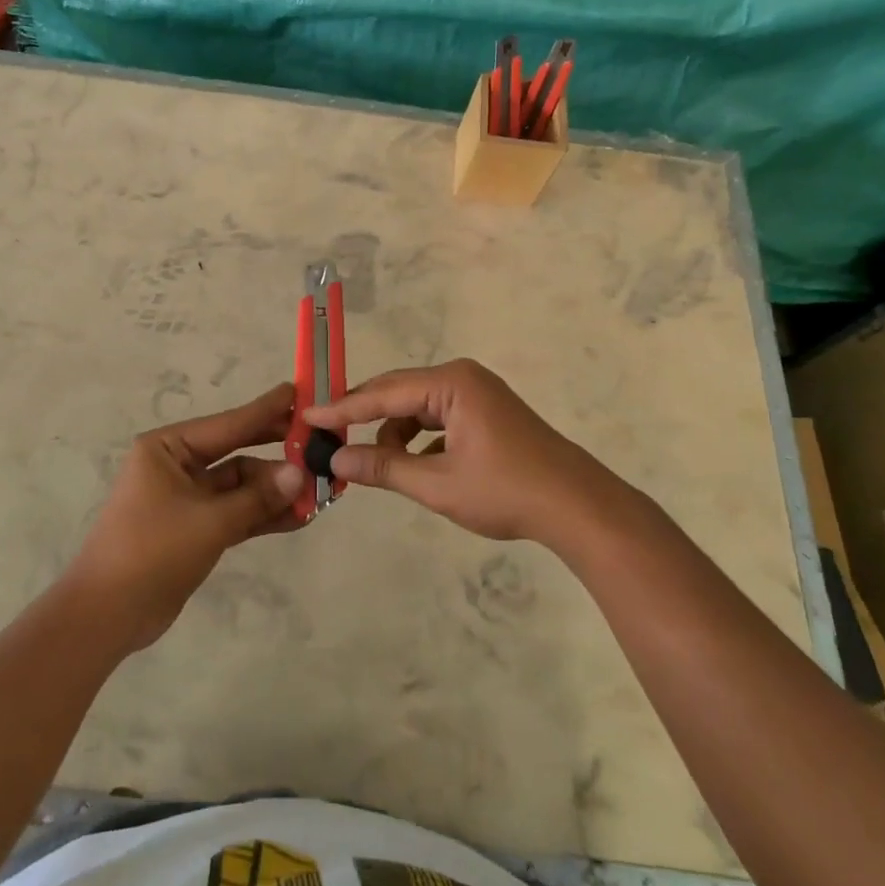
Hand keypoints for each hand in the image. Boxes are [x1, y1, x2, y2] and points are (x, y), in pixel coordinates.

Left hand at [63, 383, 305, 652]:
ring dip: (275, 491)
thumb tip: (301, 474)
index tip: (300, 392)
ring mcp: (186, 498)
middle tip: (318, 442)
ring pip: (240, 486)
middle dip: (276, 451)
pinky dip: (262, 515)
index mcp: (167, 448)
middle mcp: (176, 465)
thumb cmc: (152, 551)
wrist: (107, 615)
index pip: (228, 423)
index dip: (266, 410)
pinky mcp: (194, 528)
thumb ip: (257, 498)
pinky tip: (299, 517)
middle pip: (237, 450)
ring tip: (319, 491)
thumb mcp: (209, 522)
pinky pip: (236, 512)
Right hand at [303, 359, 630, 547]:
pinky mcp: (485, 413)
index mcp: (451, 383)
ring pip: (416, 409)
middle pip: (398, 393)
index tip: (307, 418)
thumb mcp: (437, 484)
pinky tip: (413, 466)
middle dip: (364, 418)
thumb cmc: (506, 491)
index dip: (342, 409)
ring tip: (376, 467)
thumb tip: (336, 461)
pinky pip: (437, 419)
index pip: (383, 392)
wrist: (577, 507)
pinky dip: (418, 440)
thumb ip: (383, 468)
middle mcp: (462, 378)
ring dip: (393, 434)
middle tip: (327, 439)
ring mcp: (477, 394)